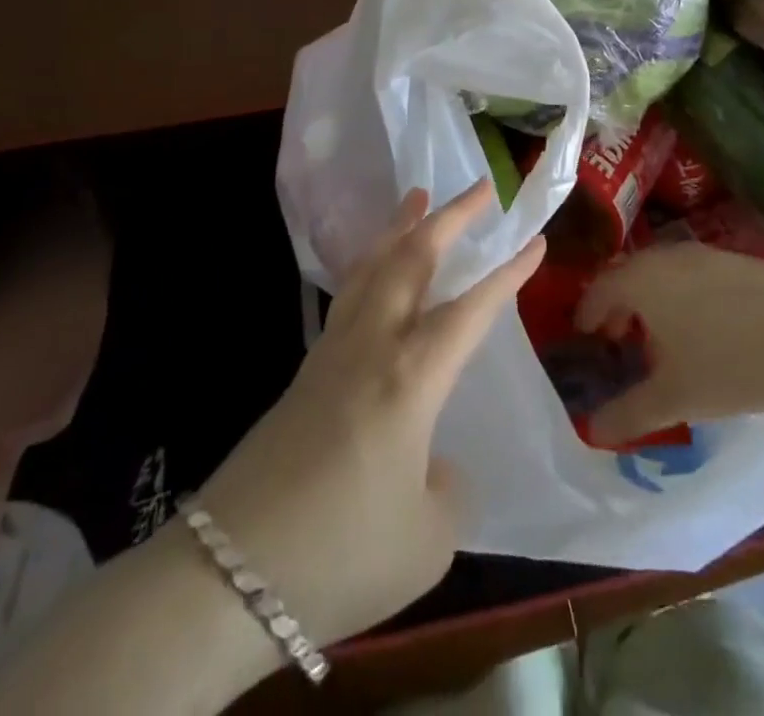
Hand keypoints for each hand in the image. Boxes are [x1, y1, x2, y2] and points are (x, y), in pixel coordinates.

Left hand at [192, 181, 543, 648]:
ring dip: (400, 227)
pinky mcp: (305, 372)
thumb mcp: (426, 540)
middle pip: (412, 260)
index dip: (508, 274)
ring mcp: (332, 354)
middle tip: (481, 187)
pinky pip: (348, 296)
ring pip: (372, 267)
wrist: (227, 575)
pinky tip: (374, 271)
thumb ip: (446, 490)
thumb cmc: (339, 554)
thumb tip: (432, 461)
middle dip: (450, 217)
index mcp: (411, 378)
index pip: (472, 310)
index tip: (536, 241)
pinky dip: (370, 264)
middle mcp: (373, 347)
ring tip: (417, 196)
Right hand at [574, 241, 763, 443]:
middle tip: (618, 335)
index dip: (588, 312)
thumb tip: (592, 431)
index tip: (585, 334)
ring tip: (662, 335)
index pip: (600, 288)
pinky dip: (686, 293)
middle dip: (619, 303)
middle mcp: (667, 257)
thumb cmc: (727, 365)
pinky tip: (707, 326)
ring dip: (654, 298)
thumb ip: (628, 414)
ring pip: (665, 271)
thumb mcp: (673, 398)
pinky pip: (695, 273)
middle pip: (630, 274)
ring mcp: (706, 254)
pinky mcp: (739, 260)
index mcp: (641, 281)